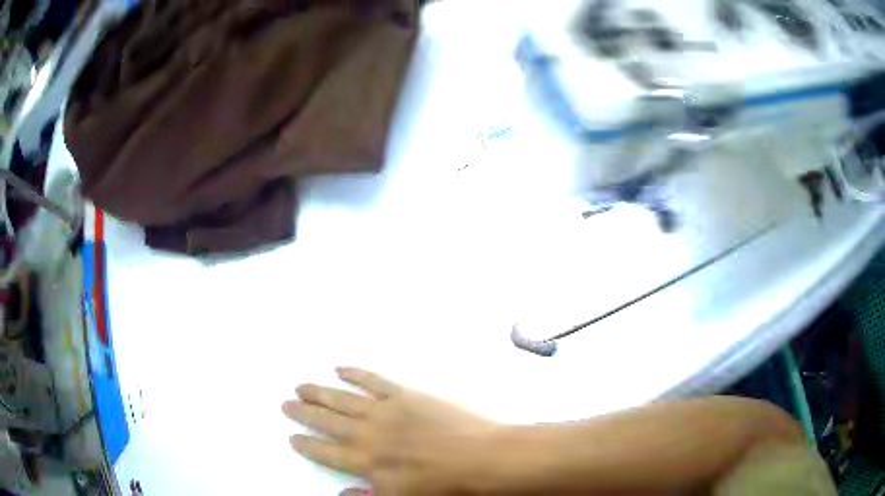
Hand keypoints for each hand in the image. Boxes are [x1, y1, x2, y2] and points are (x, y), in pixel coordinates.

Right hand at [282, 367, 498, 495]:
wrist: (480, 458)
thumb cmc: (443, 486)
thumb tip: (339, 495)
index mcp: (365, 462)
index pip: (325, 452)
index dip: (306, 444)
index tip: (292, 436)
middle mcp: (367, 433)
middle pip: (326, 421)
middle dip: (303, 413)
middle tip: (286, 404)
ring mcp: (385, 410)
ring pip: (342, 399)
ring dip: (319, 392)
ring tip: (301, 386)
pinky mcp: (405, 394)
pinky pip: (373, 380)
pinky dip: (355, 373)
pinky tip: (340, 368)